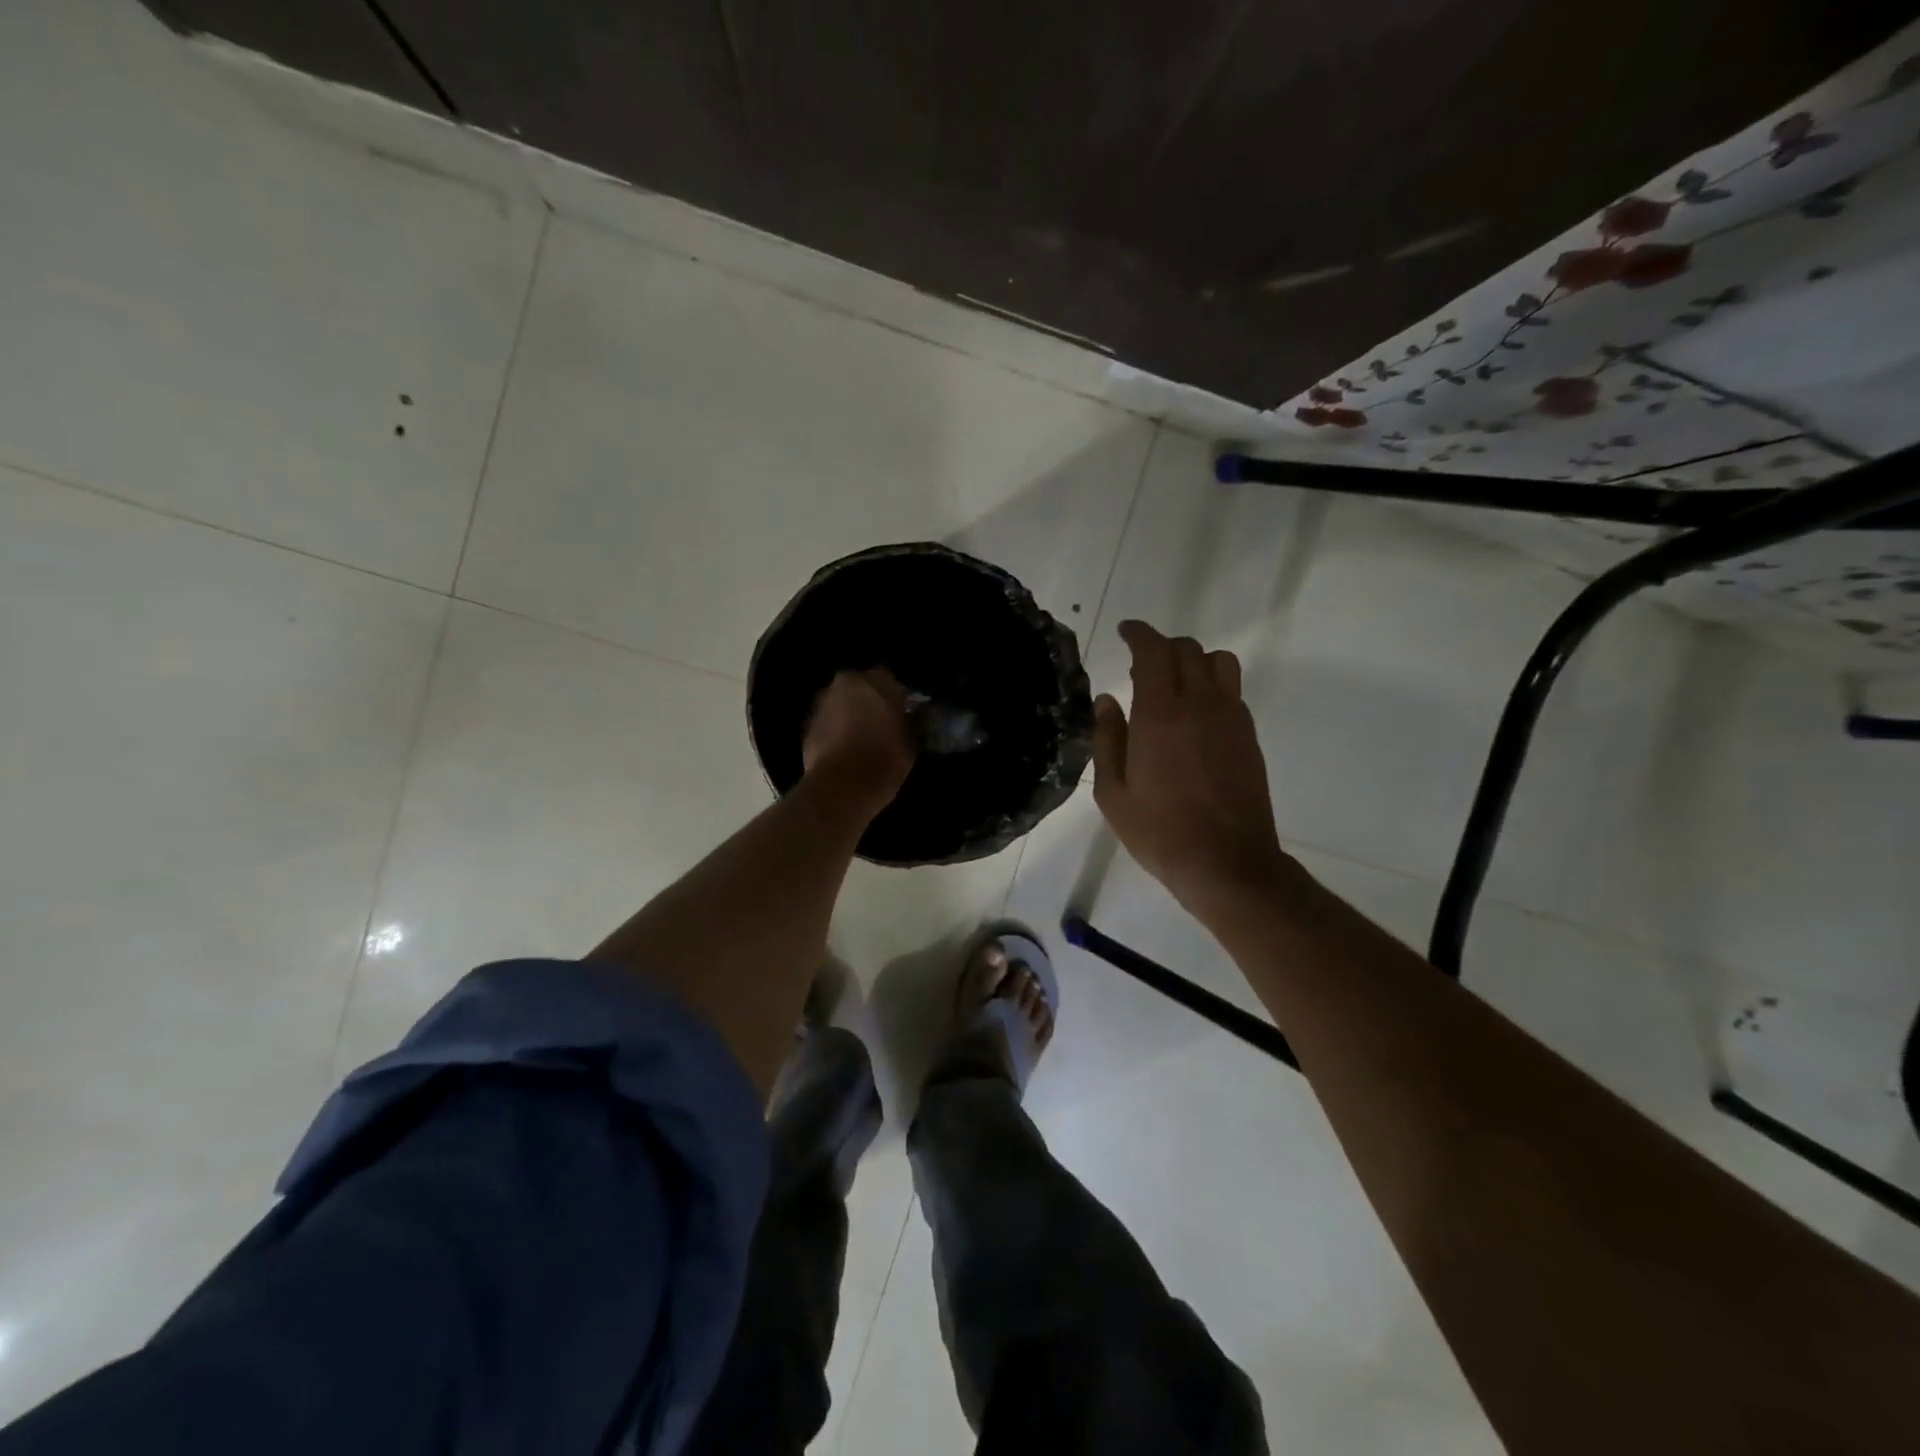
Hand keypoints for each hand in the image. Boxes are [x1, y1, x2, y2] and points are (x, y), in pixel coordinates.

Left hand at [802, 668, 916, 810]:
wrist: (841, 787)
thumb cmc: (884, 759)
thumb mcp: (911, 741)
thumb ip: (909, 722)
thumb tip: (909, 718)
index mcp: (874, 681)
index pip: (890, 679)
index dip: (898, 696)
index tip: (905, 712)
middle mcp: (844, 684)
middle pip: (861, 688)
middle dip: (871, 701)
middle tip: (883, 723)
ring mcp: (822, 704)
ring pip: (841, 703)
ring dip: (851, 715)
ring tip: (863, 737)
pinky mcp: (807, 727)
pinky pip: (828, 723)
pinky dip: (836, 731)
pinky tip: (846, 749)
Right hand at [1092, 621, 1289, 920]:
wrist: (1226, 863)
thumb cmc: (1159, 831)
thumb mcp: (1113, 793)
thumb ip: (1107, 739)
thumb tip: (1107, 700)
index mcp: (1160, 715)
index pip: (1154, 651)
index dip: (1139, 634)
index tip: (1125, 631)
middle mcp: (1200, 705)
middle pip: (1188, 650)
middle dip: (1163, 647)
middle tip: (1142, 665)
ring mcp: (1231, 718)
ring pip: (1219, 662)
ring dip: (1194, 660)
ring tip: (1175, 683)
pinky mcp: (1249, 736)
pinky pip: (1233, 691)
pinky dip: (1213, 685)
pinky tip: (1197, 714)